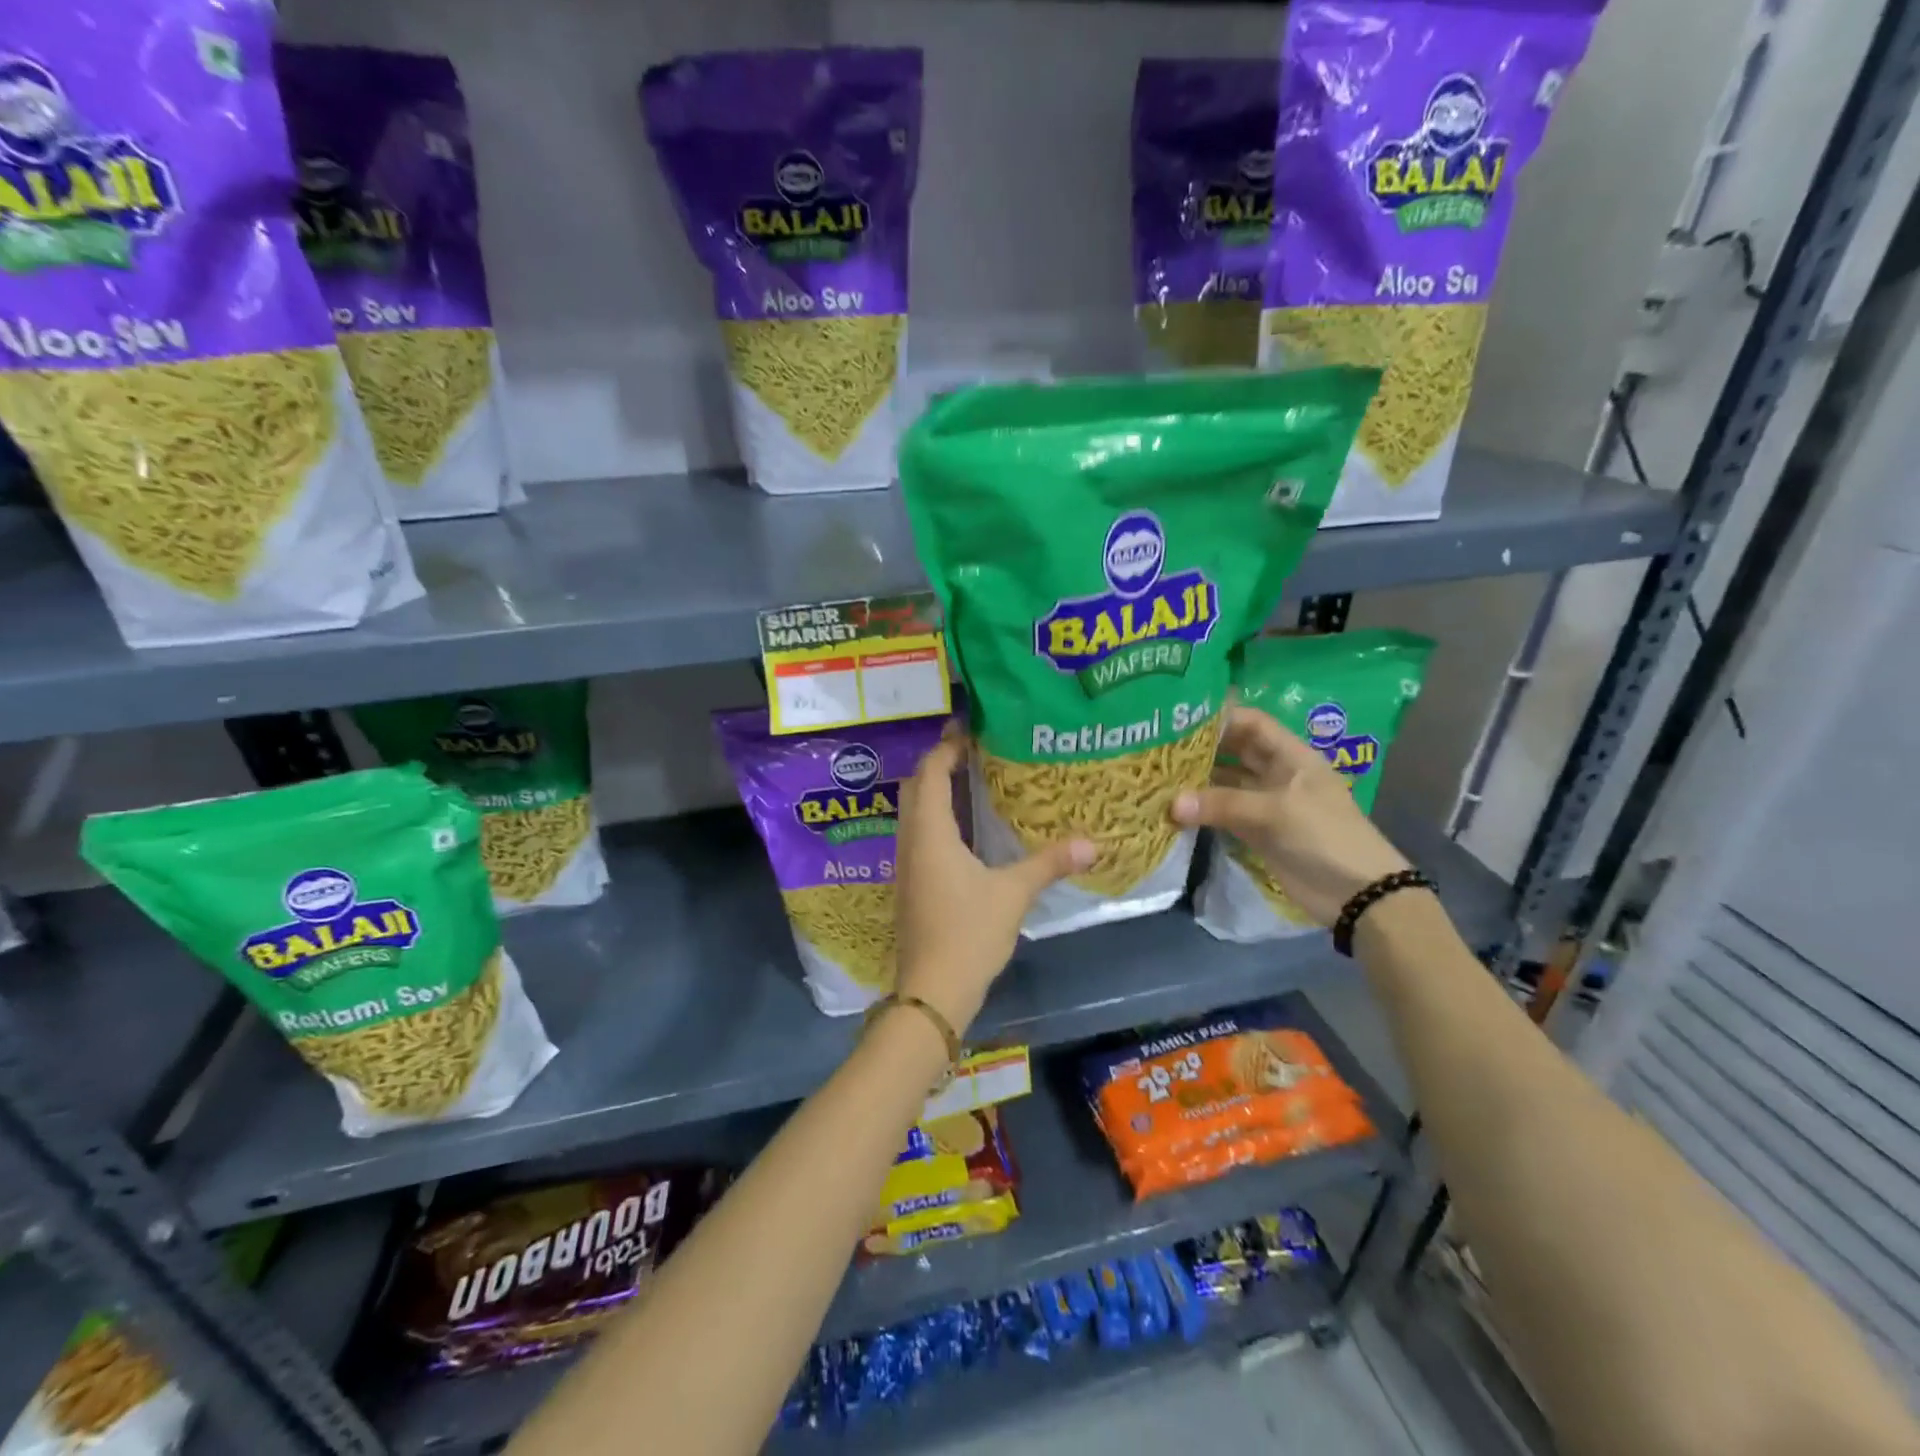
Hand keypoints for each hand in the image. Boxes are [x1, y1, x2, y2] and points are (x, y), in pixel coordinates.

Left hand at [894, 732, 1094, 1032]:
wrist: (931, 989)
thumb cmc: (968, 932)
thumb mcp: (1013, 893)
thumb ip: (1049, 863)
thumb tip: (1093, 843)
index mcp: (930, 831)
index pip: (931, 771)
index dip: (947, 746)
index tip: (971, 729)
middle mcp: (911, 839)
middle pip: (916, 786)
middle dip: (939, 763)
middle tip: (973, 750)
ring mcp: (906, 863)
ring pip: (913, 810)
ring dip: (935, 789)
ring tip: (971, 779)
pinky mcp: (910, 883)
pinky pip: (918, 833)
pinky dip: (936, 816)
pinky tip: (964, 827)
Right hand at [1172, 707, 1409, 925]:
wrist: (1357, 894)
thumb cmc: (1324, 837)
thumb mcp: (1275, 812)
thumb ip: (1223, 804)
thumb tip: (1172, 803)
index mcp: (1291, 756)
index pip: (1252, 723)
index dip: (1221, 717)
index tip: (1181, 717)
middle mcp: (1276, 773)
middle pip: (1234, 751)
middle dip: (1201, 748)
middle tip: (1159, 745)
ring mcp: (1265, 803)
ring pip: (1225, 783)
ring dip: (1197, 780)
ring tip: (1158, 774)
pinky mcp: (1256, 831)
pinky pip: (1223, 813)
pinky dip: (1201, 810)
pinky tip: (1172, 807)